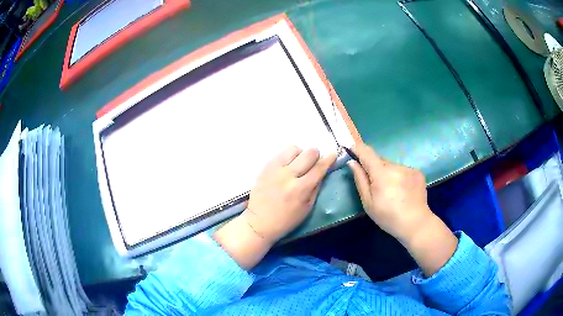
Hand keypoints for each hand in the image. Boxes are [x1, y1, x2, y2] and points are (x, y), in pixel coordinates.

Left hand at [215, 146, 335, 268]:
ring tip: (298, 164)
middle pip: (308, 153)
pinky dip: (288, 157)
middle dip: (315, 156)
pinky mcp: (265, 167)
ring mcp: (275, 169)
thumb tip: (322, 171)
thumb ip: (316, 187)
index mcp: (300, 189)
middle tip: (314, 163)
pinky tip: (287, 166)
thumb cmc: (286, 220)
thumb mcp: (307, 208)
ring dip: (300, 154)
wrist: (259, 222)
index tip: (333, 154)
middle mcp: (288, 176)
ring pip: (294, 148)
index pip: (319, 168)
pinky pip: (280, 153)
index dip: (329, 159)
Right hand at [347, 143, 431, 242]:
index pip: (366, 152)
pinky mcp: (417, 172)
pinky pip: (402, 170)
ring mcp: (408, 168)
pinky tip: (402, 191)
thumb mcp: (368, 203)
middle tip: (374, 184)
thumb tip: (352, 162)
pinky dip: (398, 176)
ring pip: (392, 166)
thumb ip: (360, 180)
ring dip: (387, 173)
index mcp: (381, 173)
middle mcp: (395, 166)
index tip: (351, 148)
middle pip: (380, 160)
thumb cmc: (388, 217)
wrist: (415, 223)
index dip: (357, 148)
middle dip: (374, 168)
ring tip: (391, 191)